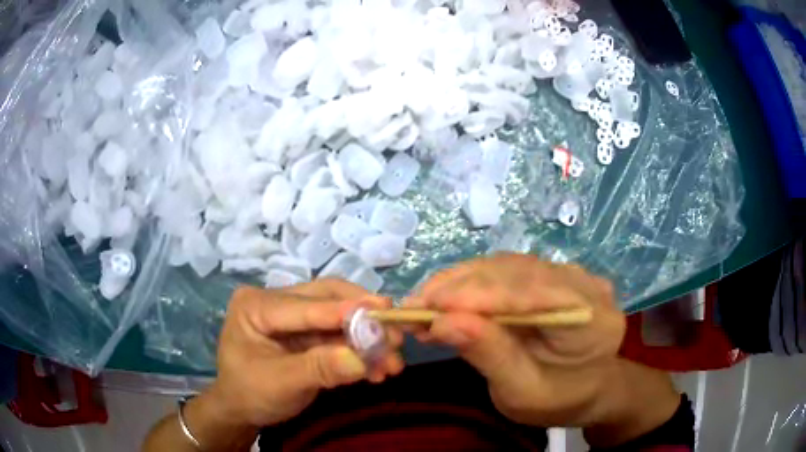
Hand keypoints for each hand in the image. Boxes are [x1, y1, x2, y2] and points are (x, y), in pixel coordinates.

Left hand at [201, 280, 403, 429]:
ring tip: (393, 359)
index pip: (304, 305)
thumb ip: (318, 369)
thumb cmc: (250, 394)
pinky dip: (360, 350)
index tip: (383, 313)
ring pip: (338, 316)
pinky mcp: (307, 332)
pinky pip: (339, 334)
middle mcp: (275, 301)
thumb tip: (361, 360)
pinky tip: (378, 368)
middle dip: (363, 319)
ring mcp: (293, 315)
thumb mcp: (280, 384)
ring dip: (367, 338)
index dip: (344, 311)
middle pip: (327, 299)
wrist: (242, 410)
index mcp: (256, 305)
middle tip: (396, 334)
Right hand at [405, 253, 626, 426]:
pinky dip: (470, 284)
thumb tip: (442, 322)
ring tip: (423, 306)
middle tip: (413, 308)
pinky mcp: (549, 274)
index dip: (483, 296)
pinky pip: (505, 271)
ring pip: (506, 266)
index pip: (537, 294)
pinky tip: (445, 300)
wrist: (581, 389)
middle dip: (461, 288)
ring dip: (460, 283)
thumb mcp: (521, 391)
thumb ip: (489, 355)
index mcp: (593, 320)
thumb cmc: (556, 400)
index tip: (431, 306)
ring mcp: (569, 274)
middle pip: (518, 273)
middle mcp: (585, 286)